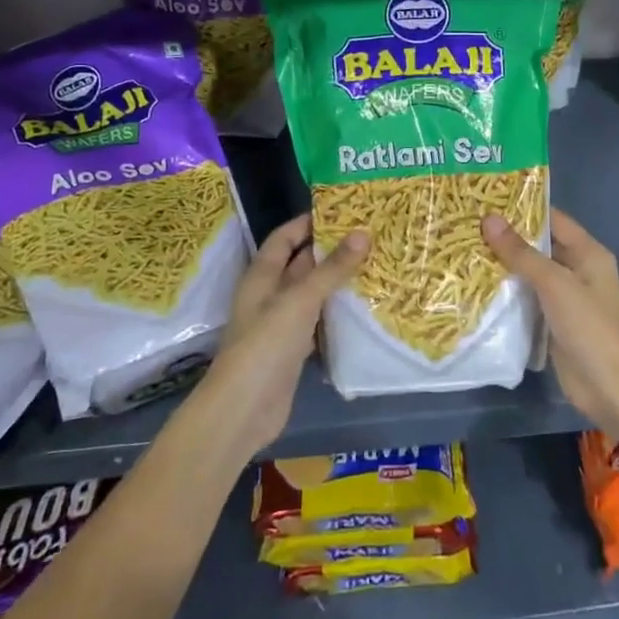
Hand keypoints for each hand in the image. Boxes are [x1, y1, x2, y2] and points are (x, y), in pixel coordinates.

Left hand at [185, 214, 367, 461]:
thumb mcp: (300, 300)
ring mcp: (281, 324)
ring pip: (312, 293)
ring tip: (374, 265)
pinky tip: (362, 307)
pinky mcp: (293, 350)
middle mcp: (269, 296)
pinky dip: (336, 313)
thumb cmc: (265, 345)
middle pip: (300, 264)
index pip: (283, 238)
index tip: (342, 210)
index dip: (307, 222)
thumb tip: (362, 233)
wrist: (244, 409)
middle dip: (330, 250)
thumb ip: (332, 269)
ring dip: (336, 282)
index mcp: (262, 277)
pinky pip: (318, 322)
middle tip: (368, 236)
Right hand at [482, 208, 618, 439]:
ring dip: (503, 266)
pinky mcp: (552, 322)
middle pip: (539, 246)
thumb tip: (488, 219)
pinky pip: (526, 299)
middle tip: (466, 225)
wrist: (610, 387)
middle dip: (507, 237)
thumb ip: (521, 253)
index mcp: (588, 253)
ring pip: (530, 274)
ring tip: (463, 249)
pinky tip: (475, 285)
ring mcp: (565, 298)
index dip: (523, 208)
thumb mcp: (555, 284)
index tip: (486, 199)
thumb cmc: (590, 327)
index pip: (553, 219)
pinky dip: (506, 293)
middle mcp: (578, 270)